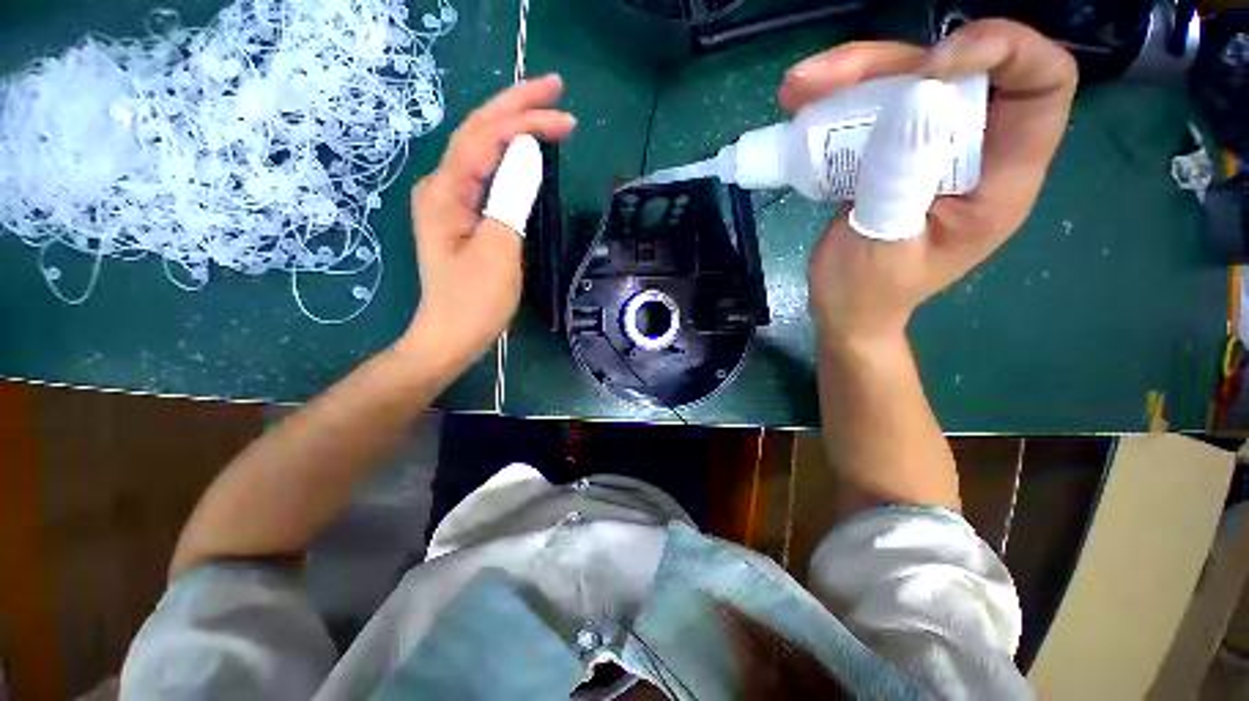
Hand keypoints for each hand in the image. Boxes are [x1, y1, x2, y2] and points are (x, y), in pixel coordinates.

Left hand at [401, 75, 575, 371]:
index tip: (567, 119)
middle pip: (479, 131)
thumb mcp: (499, 249)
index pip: (487, 137)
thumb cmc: (475, 300)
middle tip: (555, 88)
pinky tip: (523, 148)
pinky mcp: (463, 216)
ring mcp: (450, 200)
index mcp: (445, 191)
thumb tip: (527, 149)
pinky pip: (486, 174)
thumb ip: (510, 195)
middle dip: (517, 105)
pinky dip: (508, 156)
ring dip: (512, 125)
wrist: (451, 335)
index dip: (526, 121)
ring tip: (544, 109)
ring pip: (481, 149)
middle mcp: (442, 186)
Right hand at [782, 20, 1076, 342]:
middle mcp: (975, 151)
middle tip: (820, 80)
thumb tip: (914, 96)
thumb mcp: (885, 244)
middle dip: (892, 62)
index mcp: (1000, 179)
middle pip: (957, 71)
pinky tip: (801, 107)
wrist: (846, 310)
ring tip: (796, 91)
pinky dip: (837, 101)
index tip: (928, 68)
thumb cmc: (869, 293)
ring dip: (852, 76)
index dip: (1005, 52)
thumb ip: (901, 178)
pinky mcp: (892, 154)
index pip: (1043, 84)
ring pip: (907, 82)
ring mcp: (929, 149)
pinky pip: (874, 110)